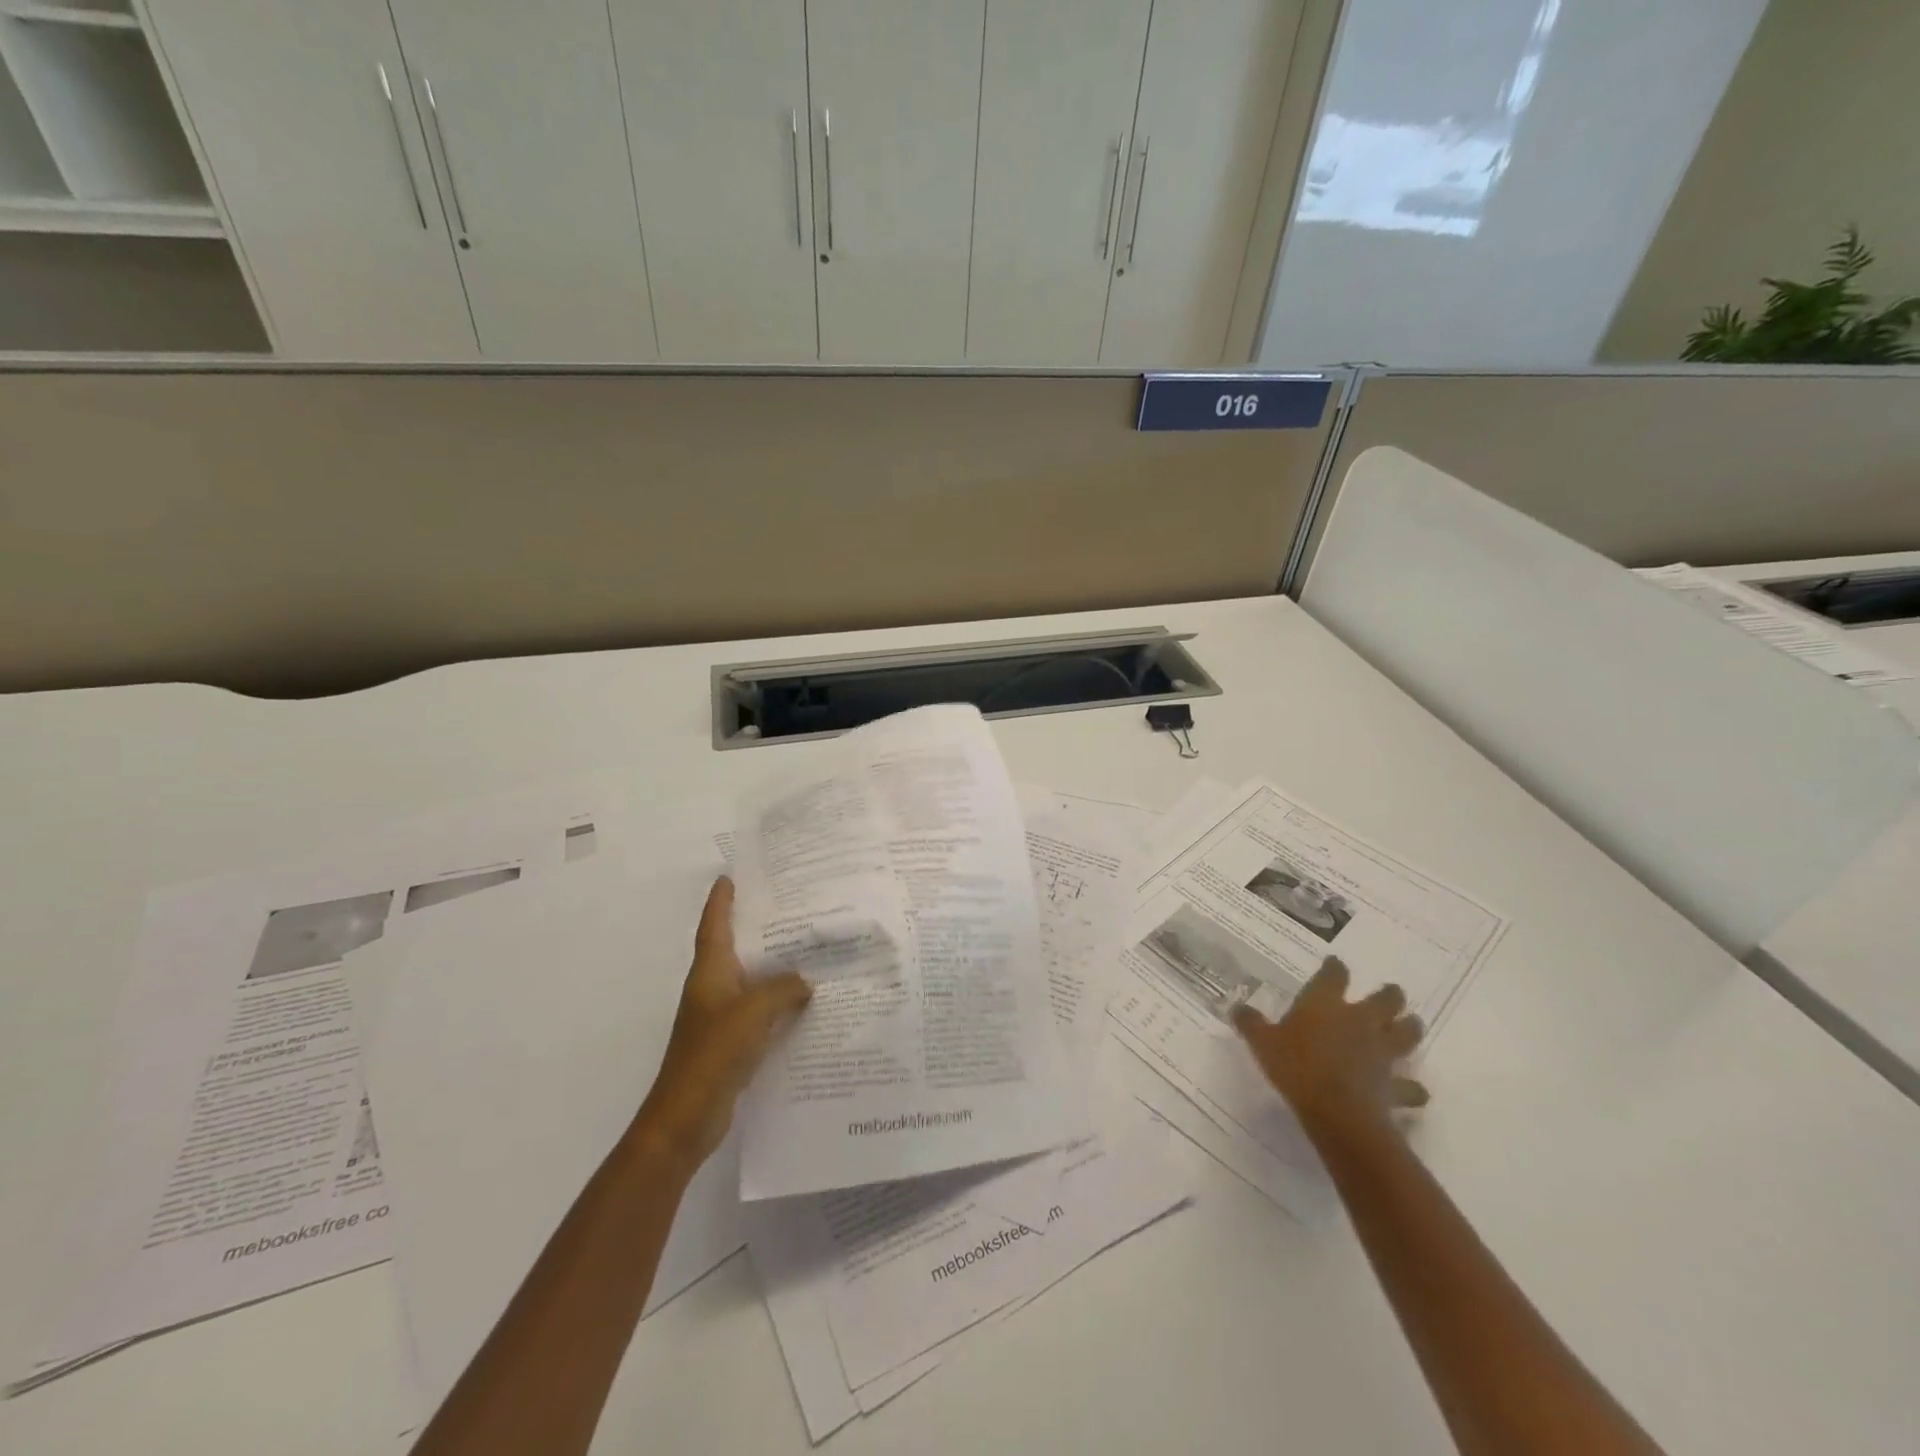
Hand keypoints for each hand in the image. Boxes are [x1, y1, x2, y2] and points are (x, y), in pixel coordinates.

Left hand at [634, 877, 811, 1169]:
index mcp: (710, 972)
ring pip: (748, 980)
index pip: (714, 926)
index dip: (721, 901)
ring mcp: (719, 1017)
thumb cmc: (713, 1052)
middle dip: (754, 927)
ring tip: (804, 949)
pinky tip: (802, 1002)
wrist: (686, 1116)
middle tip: (787, 906)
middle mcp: (712, 988)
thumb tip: (805, 980)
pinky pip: (757, 1010)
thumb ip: (782, 989)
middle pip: (733, 948)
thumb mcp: (753, 1011)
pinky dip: (776, 1001)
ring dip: (770, 966)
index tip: (730, 876)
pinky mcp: (730, 1043)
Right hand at [1233, 956, 1426, 1133]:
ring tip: (1413, 1024)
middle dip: (1390, 995)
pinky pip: (1410, 1087)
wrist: (1337, 1111)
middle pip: (1384, 1001)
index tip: (1335, 963)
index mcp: (1326, 1004)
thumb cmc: (1296, 1066)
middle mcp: (1359, 1022)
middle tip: (1393, 992)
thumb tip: (1237, 1008)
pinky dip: (1413, 1088)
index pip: (1333, 976)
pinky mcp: (1393, 1086)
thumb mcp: (1262, 1042)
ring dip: (1410, 1029)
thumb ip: (1251, 1024)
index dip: (1335, 968)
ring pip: (1406, 1035)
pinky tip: (1416, 1091)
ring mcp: (1381, 1053)